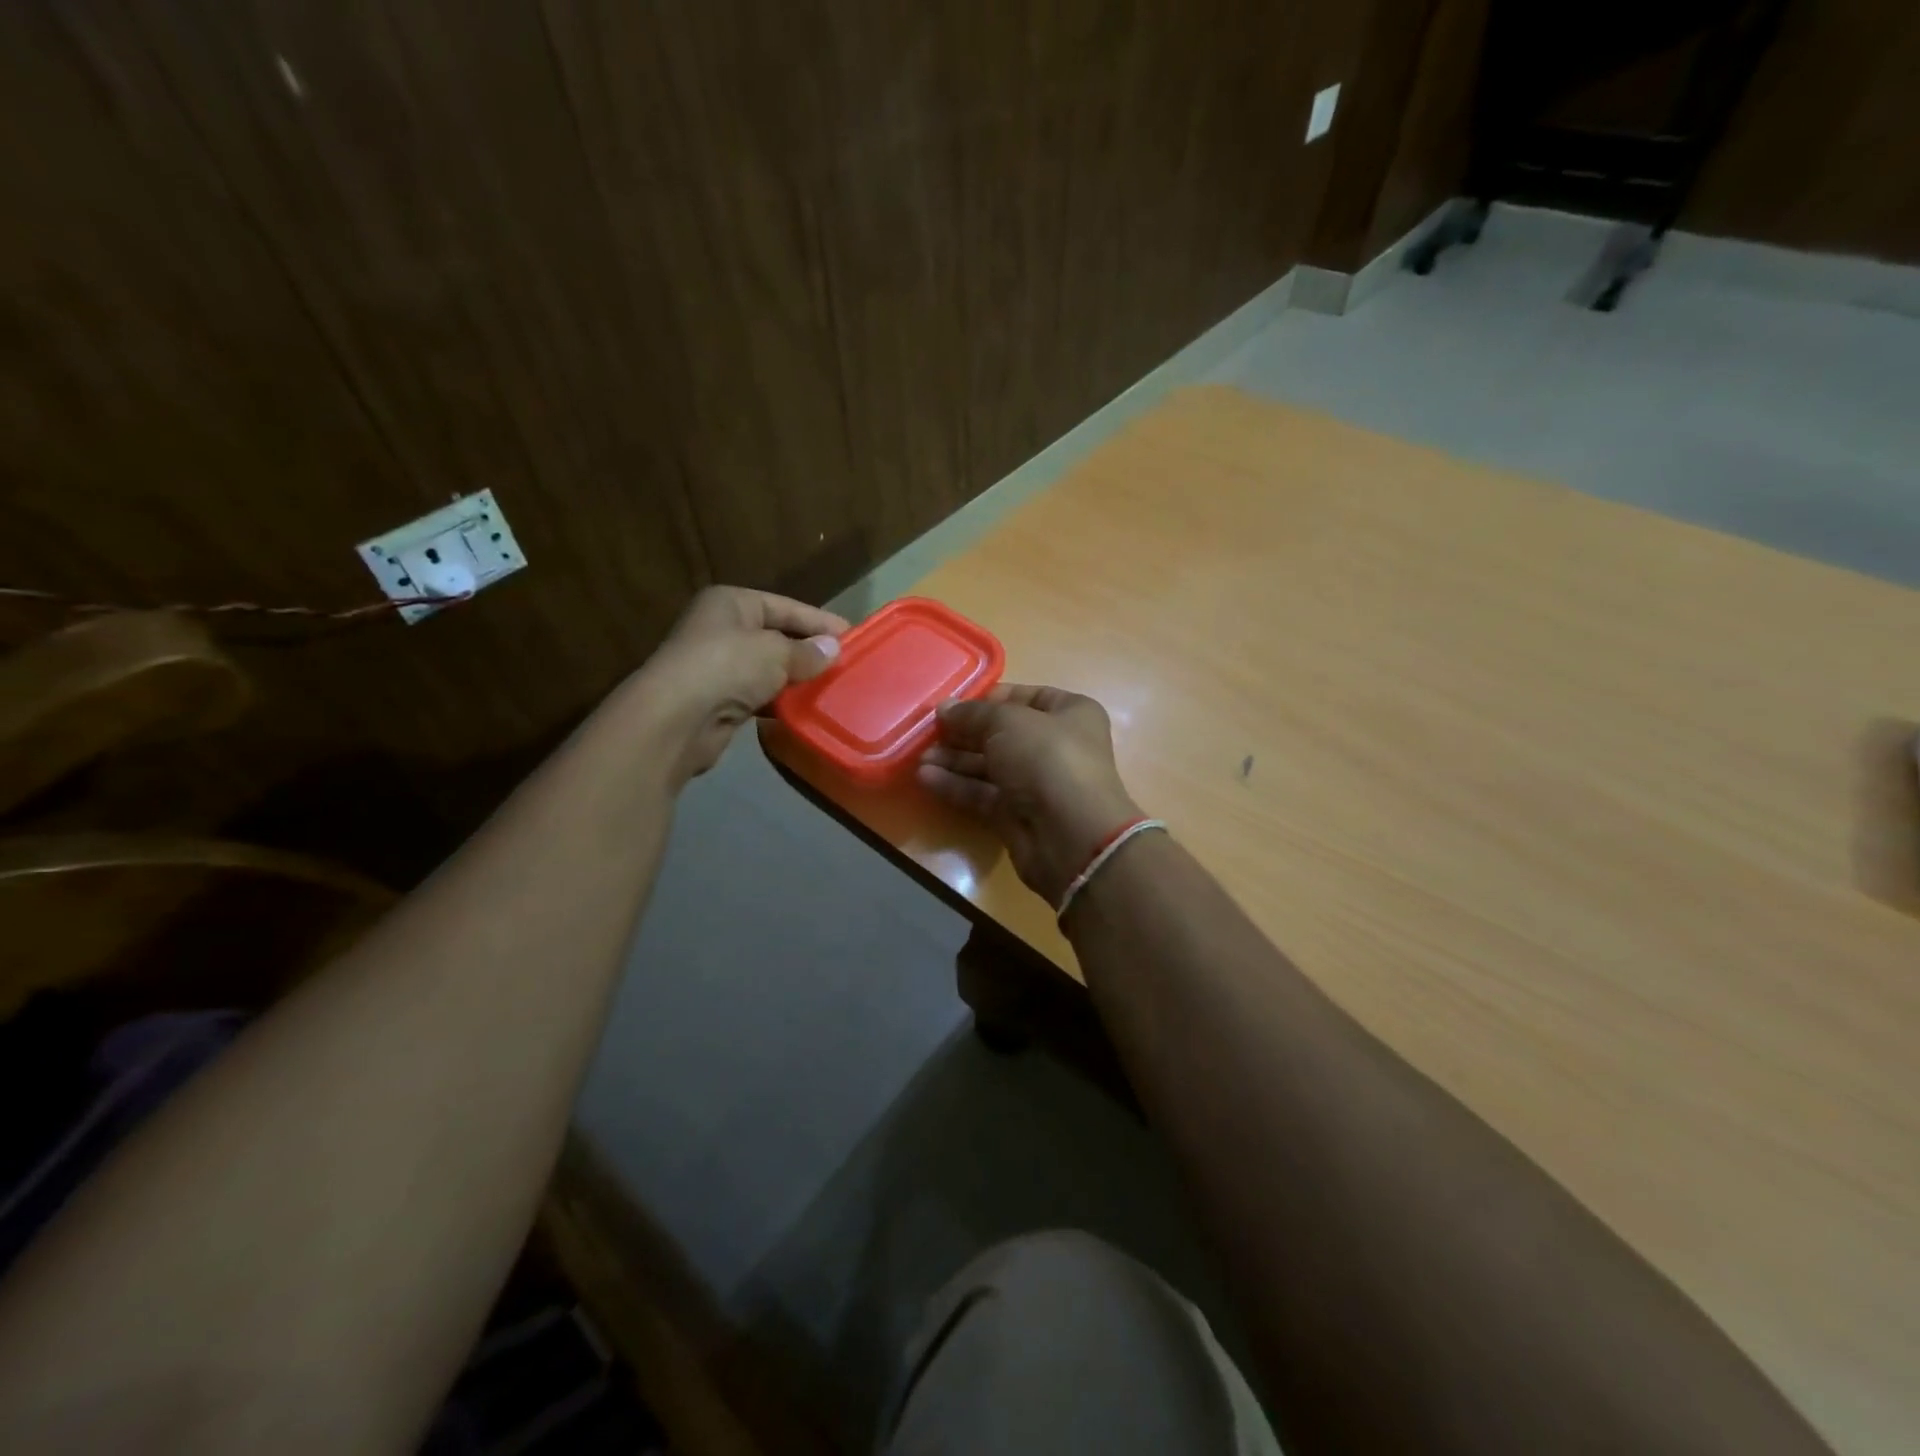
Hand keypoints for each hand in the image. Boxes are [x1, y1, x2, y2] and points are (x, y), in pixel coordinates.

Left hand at [634, 586, 846, 782]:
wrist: (675, 719)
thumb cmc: (726, 667)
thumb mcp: (775, 652)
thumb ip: (807, 651)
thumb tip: (834, 649)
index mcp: (732, 603)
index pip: (785, 606)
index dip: (819, 622)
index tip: (853, 637)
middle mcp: (721, 629)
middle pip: (776, 636)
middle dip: (809, 651)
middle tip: (846, 665)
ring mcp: (717, 665)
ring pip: (767, 668)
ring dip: (795, 679)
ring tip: (831, 688)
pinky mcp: (718, 700)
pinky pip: (758, 695)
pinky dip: (779, 701)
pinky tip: (803, 709)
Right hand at [918, 685, 1142, 907]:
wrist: (1070, 835)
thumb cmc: (1047, 759)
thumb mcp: (1008, 722)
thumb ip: (973, 714)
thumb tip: (945, 708)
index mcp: (1070, 714)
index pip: (1027, 697)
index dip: (991, 698)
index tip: (956, 704)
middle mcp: (1056, 745)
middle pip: (1003, 733)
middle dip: (965, 732)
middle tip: (928, 731)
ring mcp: (1037, 783)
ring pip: (990, 765)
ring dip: (955, 760)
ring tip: (920, 756)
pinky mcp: (1017, 815)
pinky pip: (983, 794)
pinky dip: (956, 786)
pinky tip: (926, 778)